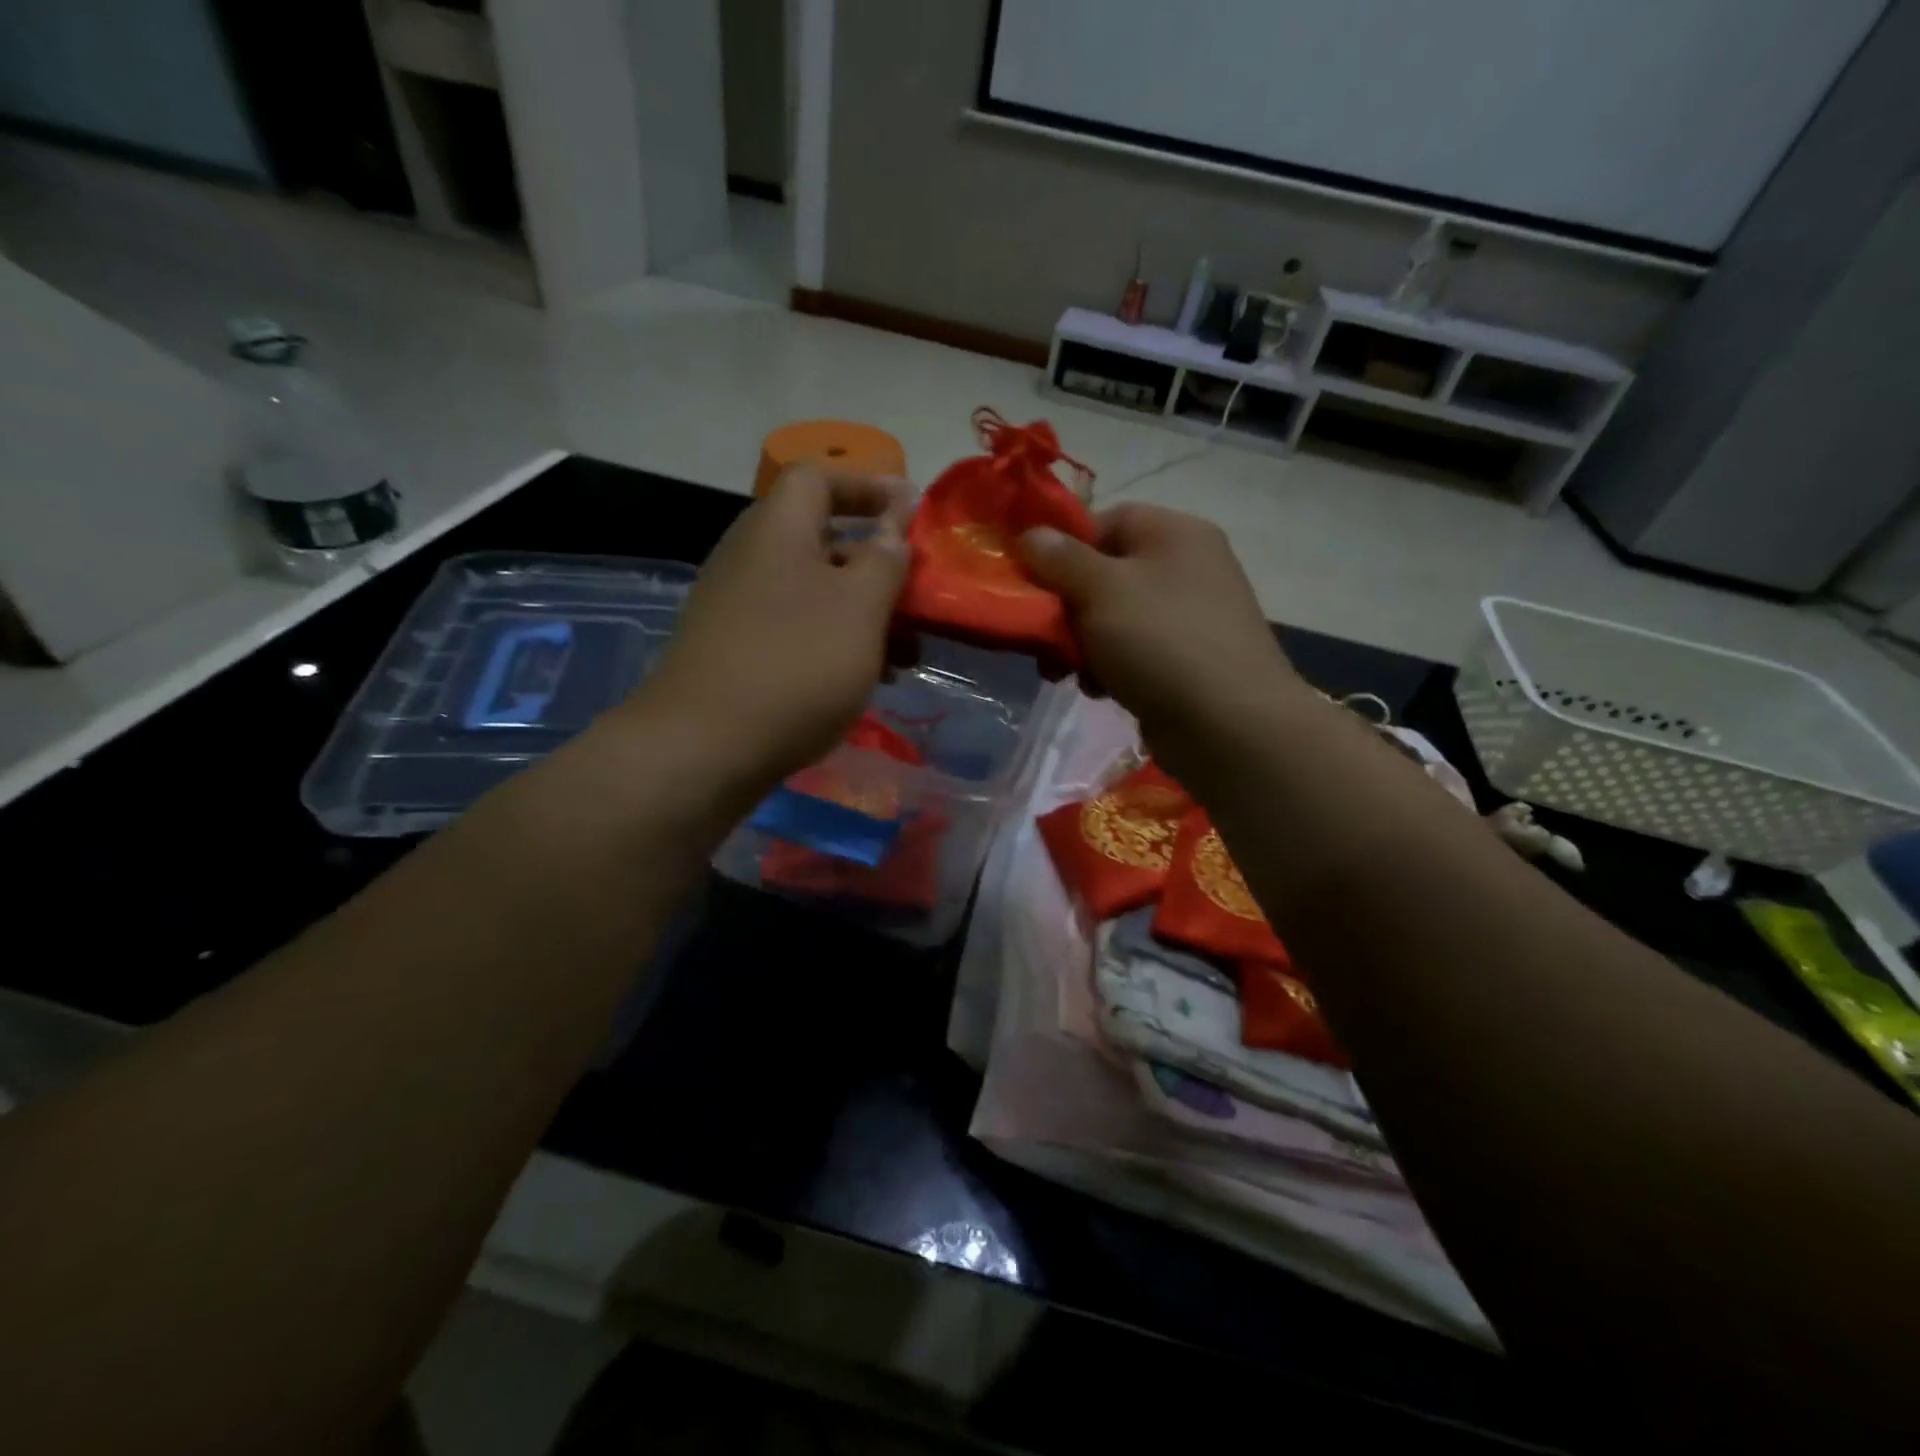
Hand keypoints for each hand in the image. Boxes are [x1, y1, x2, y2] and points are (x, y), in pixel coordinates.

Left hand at [636, 466, 912, 794]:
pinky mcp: (733, 651)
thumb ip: (884, 560)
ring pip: (813, 593)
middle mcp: (750, 557)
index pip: (819, 477)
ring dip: (861, 615)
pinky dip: (832, 643)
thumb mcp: (859, 609)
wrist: (702, 747)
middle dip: (876, 567)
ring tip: (903, 659)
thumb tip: (893, 521)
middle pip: (821, 540)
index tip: (910, 512)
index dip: (867, 485)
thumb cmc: (795, 665)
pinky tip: (861, 682)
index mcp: (777, 530)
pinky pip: (794, 629)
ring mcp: (736, 606)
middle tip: (917, 601)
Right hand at [1017, 504, 1298, 742]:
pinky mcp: (1188, 660)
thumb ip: (1059, 559)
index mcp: (1174, 533)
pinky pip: (1134, 651)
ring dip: (1082, 644)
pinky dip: (1110, 667)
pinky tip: (1099, 691)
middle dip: (1067, 608)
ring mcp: (1191, 616)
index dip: (1063, 550)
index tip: (1033, 585)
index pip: (1104, 522)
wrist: (1229, 725)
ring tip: (1065, 673)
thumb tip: (1030, 534)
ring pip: (1115, 618)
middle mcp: (1187, 566)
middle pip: (1106, 574)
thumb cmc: (1161, 642)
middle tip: (1043, 639)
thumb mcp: (1100, 590)